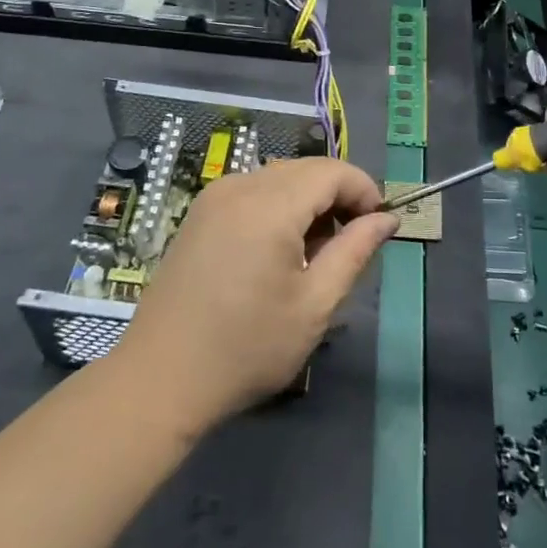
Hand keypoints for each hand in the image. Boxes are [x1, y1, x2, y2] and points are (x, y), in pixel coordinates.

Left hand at [110, 158, 399, 434]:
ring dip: (308, 201)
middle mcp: (240, 186)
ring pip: (280, 178)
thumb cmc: (246, 348)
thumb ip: (355, 252)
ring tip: (314, 254)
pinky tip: (277, 250)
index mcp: (270, 205)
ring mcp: (214, 196)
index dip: (364, 190)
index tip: (378, 227)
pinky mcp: (200, 212)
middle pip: (306, 169)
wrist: (160, 379)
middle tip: (349, 245)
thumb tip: (387, 219)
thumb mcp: (314, 305)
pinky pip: (253, 190)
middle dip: (337, 196)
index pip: (332, 171)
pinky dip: (278, 206)